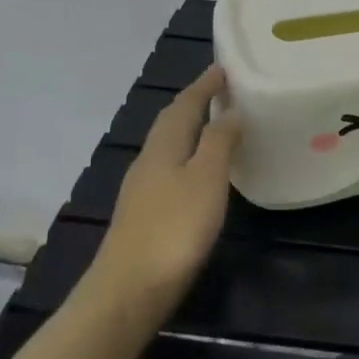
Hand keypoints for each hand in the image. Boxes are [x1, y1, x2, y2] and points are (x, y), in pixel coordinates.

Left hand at [92, 65, 239, 303]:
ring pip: (169, 145)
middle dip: (195, 102)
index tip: (224, 67)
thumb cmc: (174, 229)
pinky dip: (187, 156)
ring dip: (191, 128)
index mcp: (164, 146)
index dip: (205, 85)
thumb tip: (230, 111)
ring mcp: (143, 189)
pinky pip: (169, 168)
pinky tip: (199, 171)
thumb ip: (219, 141)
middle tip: (222, 90)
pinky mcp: (144, 214)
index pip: (185, 104)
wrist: (128, 291)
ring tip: (216, 124)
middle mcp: (149, 160)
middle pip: (171, 121)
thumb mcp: (206, 179)